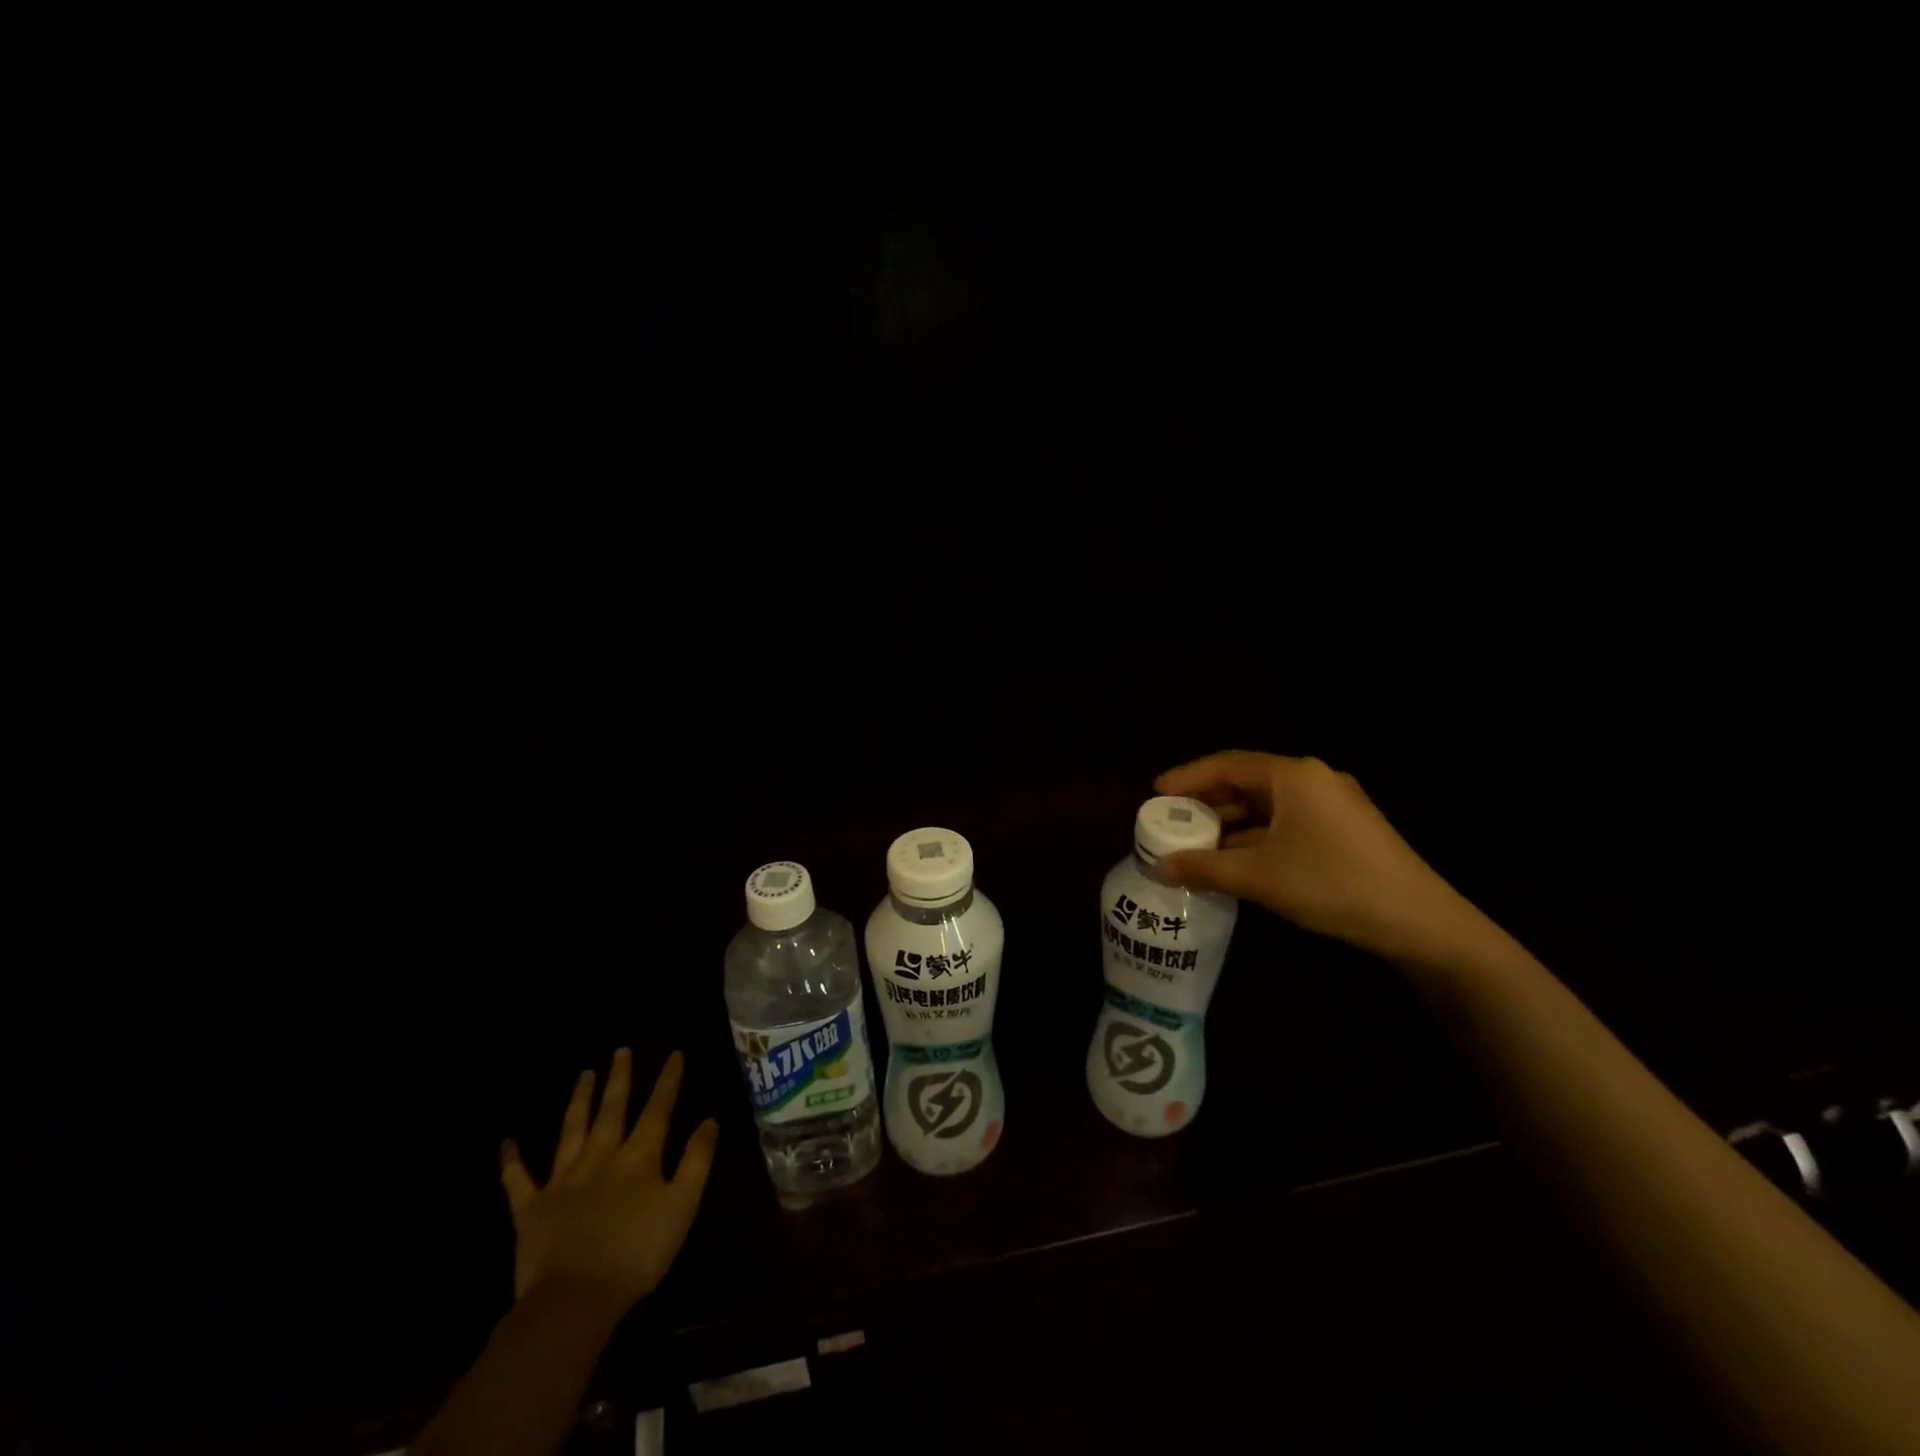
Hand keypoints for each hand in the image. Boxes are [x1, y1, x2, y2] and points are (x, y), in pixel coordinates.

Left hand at [499, 1049, 718, 1309]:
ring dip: (578, 1100)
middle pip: (612, 1109)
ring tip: (584, 1074)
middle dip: (619, 1078)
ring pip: (571, 1130)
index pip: (658, 1109)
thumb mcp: (682, 1205)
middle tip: (620, 1051)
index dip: (668, 1080)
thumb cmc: (638, 1253)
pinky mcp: (531, 1208)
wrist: (574, 1298)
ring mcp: (563, 1180)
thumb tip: (710, 1120)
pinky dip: (512, 1160)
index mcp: (639, 1157)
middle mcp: (601, 1156)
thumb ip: (696, 1160)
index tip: (674, 1053)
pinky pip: (518, 1180)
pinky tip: (507, 1143)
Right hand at [1153, 750, 1475, 962]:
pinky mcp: (1343, 828)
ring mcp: (1332, 803)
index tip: (1155, 793)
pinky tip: (1235, 860)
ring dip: (1230, 822)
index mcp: (1293, 776)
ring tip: (1194, 843)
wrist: (1420, 921)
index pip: (1226, 764)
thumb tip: (1158, 867)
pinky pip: (1285, 822)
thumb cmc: (1333, 885)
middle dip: (1206, 802)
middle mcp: (1312, 779)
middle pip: (1246, 781)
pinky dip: (1255, 836)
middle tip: (1170, 821)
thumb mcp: (1260, 877)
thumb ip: (1204, 868)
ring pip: (1266, 805)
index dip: (1187, 777)